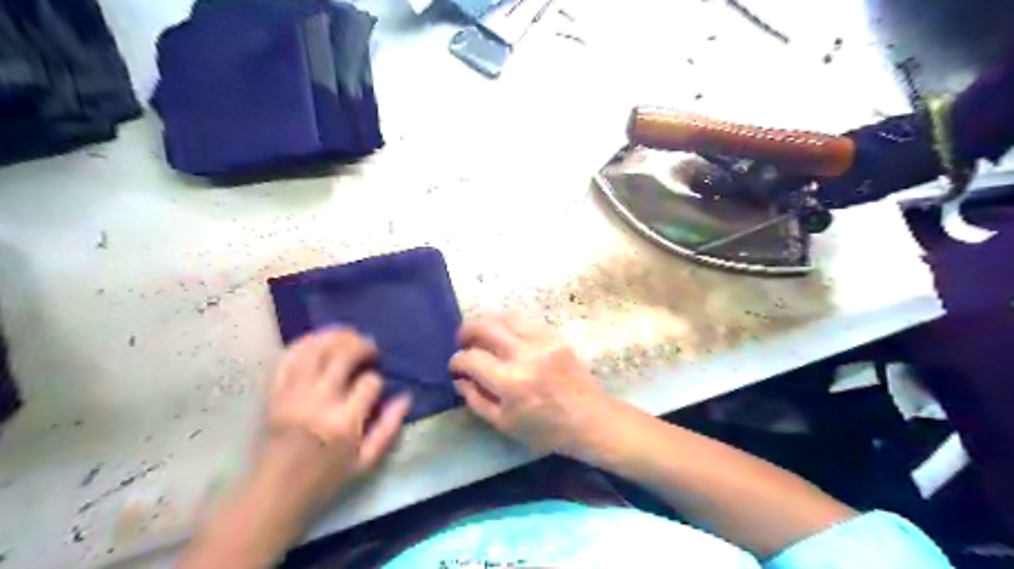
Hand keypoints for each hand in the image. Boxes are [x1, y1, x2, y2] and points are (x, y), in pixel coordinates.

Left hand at [261, 330, 411, 509]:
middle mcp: (318, 402)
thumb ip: (389, 428)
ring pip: (315, 350)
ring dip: (335, 336)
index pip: (369, 383)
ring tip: (350, 334)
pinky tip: (320, 339)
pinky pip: (288, 358)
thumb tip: (406, 397)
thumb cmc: (326, 479)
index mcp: (344, 423)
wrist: (276, 492)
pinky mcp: (275, 393)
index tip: (376, 386)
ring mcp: (293, 395)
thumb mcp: (366, 462)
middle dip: (362, 346)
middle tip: (372, 348)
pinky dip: (305, 342)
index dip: (377, 379)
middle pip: (343, 357)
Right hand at [450, 314, 609, 455]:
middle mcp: (525, 354)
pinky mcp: (555, 336)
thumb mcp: (504, 424)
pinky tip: (506, 337)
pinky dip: (508, 325)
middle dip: (466, 331)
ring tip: (482, 335)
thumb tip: (459, 379)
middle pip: (485, 326)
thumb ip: (476, 399)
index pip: (471, 359)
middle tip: (463, 342)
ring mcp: (542, 341)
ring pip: (505, 316)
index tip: (455, 367)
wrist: (591, 419)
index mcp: (511, 382)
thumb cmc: (546, 429)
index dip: (456, 361)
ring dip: (487, 323)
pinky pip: (525, 321)